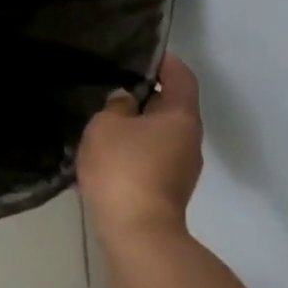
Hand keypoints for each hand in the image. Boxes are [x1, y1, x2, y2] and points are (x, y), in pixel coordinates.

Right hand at [77, 54, 203, 245]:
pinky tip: (101, 160)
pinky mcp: (166, 191)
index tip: (143, 53)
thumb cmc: (124, 169)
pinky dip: (129, 154)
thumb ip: (115, 105)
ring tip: (99, 125)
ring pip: (156, 136)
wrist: (136, 234)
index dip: (164, 61)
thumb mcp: (106, 126)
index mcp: (181, 117)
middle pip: (168, 108)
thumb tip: (125, 101)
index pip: (180, 77)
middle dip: (141, 97)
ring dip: (132, 129)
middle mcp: (189, 140)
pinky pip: (147, 161)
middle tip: (110, 89)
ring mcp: (180, 169)